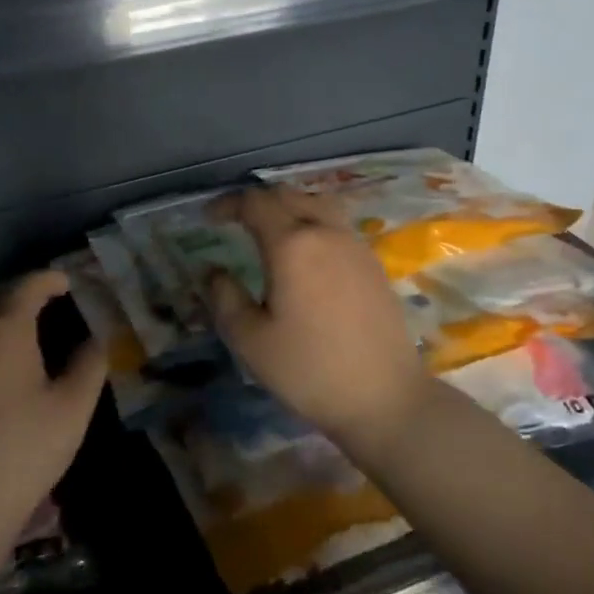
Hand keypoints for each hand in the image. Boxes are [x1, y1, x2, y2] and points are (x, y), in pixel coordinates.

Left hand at [0, 271, 105, 553]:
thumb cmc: (23, 452)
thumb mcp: (73, 409)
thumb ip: (88, 366)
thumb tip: (94, 341)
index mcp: (5, 331)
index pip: (27, 288)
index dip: (47, 279)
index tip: (64, 282)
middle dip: (16, 294)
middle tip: (39, 305)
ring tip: (3, 331)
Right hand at [205, 185, 435, 449]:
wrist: (385, 398)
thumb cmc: (310, 370)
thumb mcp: (251, 340)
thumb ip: (224, 298)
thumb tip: (213, 272)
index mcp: (292, 244)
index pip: (255, 203)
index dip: (228, 204)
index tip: (208, 218)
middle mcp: (326, 232)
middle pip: (288, 195)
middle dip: (257, 201)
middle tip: (235, 220)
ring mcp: (354, 245)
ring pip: (317, 203)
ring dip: (288, 206)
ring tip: (270, 229)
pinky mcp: (372, 263)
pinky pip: (336, 223)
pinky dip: (312, 221)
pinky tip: (306, 253)